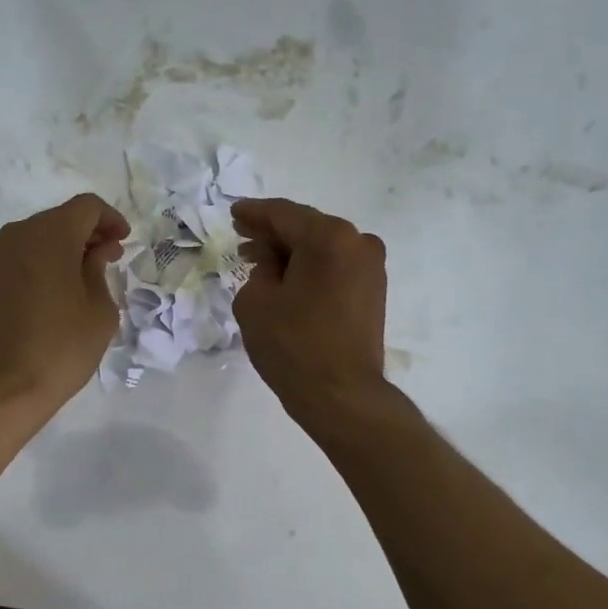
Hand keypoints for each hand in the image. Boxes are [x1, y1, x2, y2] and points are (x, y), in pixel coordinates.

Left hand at [0, 193, 129, 425]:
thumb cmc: (60, 348)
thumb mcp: (99, 310)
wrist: (0, 389)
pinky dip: (38, 264)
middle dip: (86, 233)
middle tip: (108, 259)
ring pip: (35, 238)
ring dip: (61, 249)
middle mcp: (17, 235)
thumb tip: (96, 252)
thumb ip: (100, 271)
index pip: (87, 207)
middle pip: (58, 219)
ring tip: (81, 278)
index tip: (123, 241)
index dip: (110, 219)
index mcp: (50, 235)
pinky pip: (17, 259)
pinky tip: (51, 293)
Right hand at [232, 198, 388, 420]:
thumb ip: (260, 269)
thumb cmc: (293, 344)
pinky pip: (335, 267)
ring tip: (260, 263)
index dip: (254, 214)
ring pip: (322, 248)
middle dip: (273, 234)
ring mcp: (371, 267)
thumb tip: (276, 266)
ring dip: (291, 253)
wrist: (341, 395)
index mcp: (329, 237)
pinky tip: (287, 280)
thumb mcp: (255, 301)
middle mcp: (357, 242)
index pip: (283, 214)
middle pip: (306, 228)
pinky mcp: (373, 291)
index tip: (234, 213)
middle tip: (243, 239)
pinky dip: (310, 268)